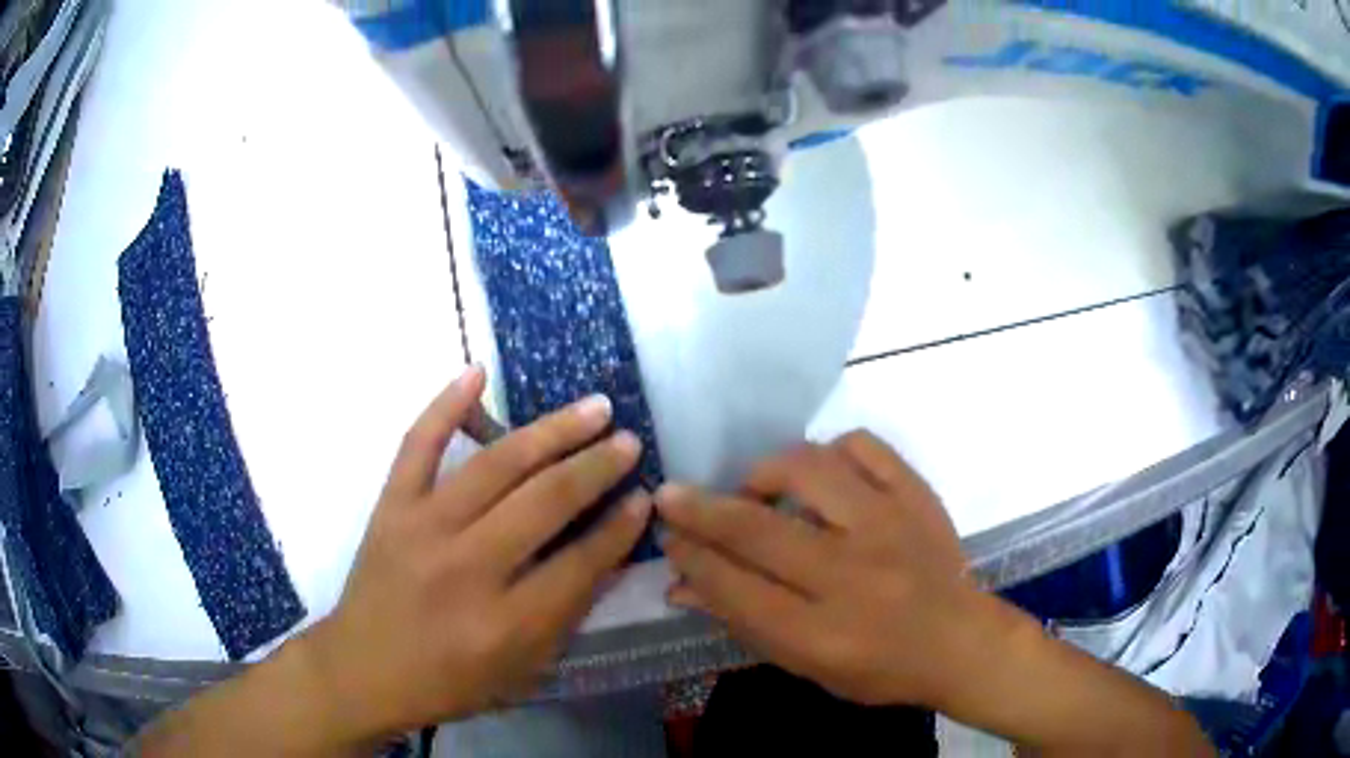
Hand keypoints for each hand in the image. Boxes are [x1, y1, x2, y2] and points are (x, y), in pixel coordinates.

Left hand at [299, 366, 652, 738]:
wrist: (362, 670)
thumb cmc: (447, 681)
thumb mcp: (519, 671)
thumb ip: (564, 614)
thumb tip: (608, 553)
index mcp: (504, 623)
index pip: (579, 564)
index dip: (619, 529)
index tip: (645, 499)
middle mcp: (467, 568)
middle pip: (544, 503)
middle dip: (596, 469)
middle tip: (629, 442)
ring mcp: (422, 528)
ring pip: (496, 464)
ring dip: (551, 431)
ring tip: (594, 408)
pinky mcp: (390, 506)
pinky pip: (417, 444)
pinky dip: (445, 405)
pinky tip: (476, 373)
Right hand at [656, 430, 987, 708]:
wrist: (959, 642)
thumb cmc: (877, 667)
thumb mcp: (804, 664)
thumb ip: (742, 621)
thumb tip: (680, 583)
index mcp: (821, 633)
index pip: (735, 588)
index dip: (691, 558)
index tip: (668, 537)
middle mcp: (852, 575)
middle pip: (758, 530)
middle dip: (701, 509)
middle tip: (671, 495)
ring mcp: (889, 526)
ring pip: (809, 470)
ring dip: (765, 473)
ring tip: (756, 489)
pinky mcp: (916, 495)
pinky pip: (862, 446)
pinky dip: (830, 452)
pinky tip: (821, 473)